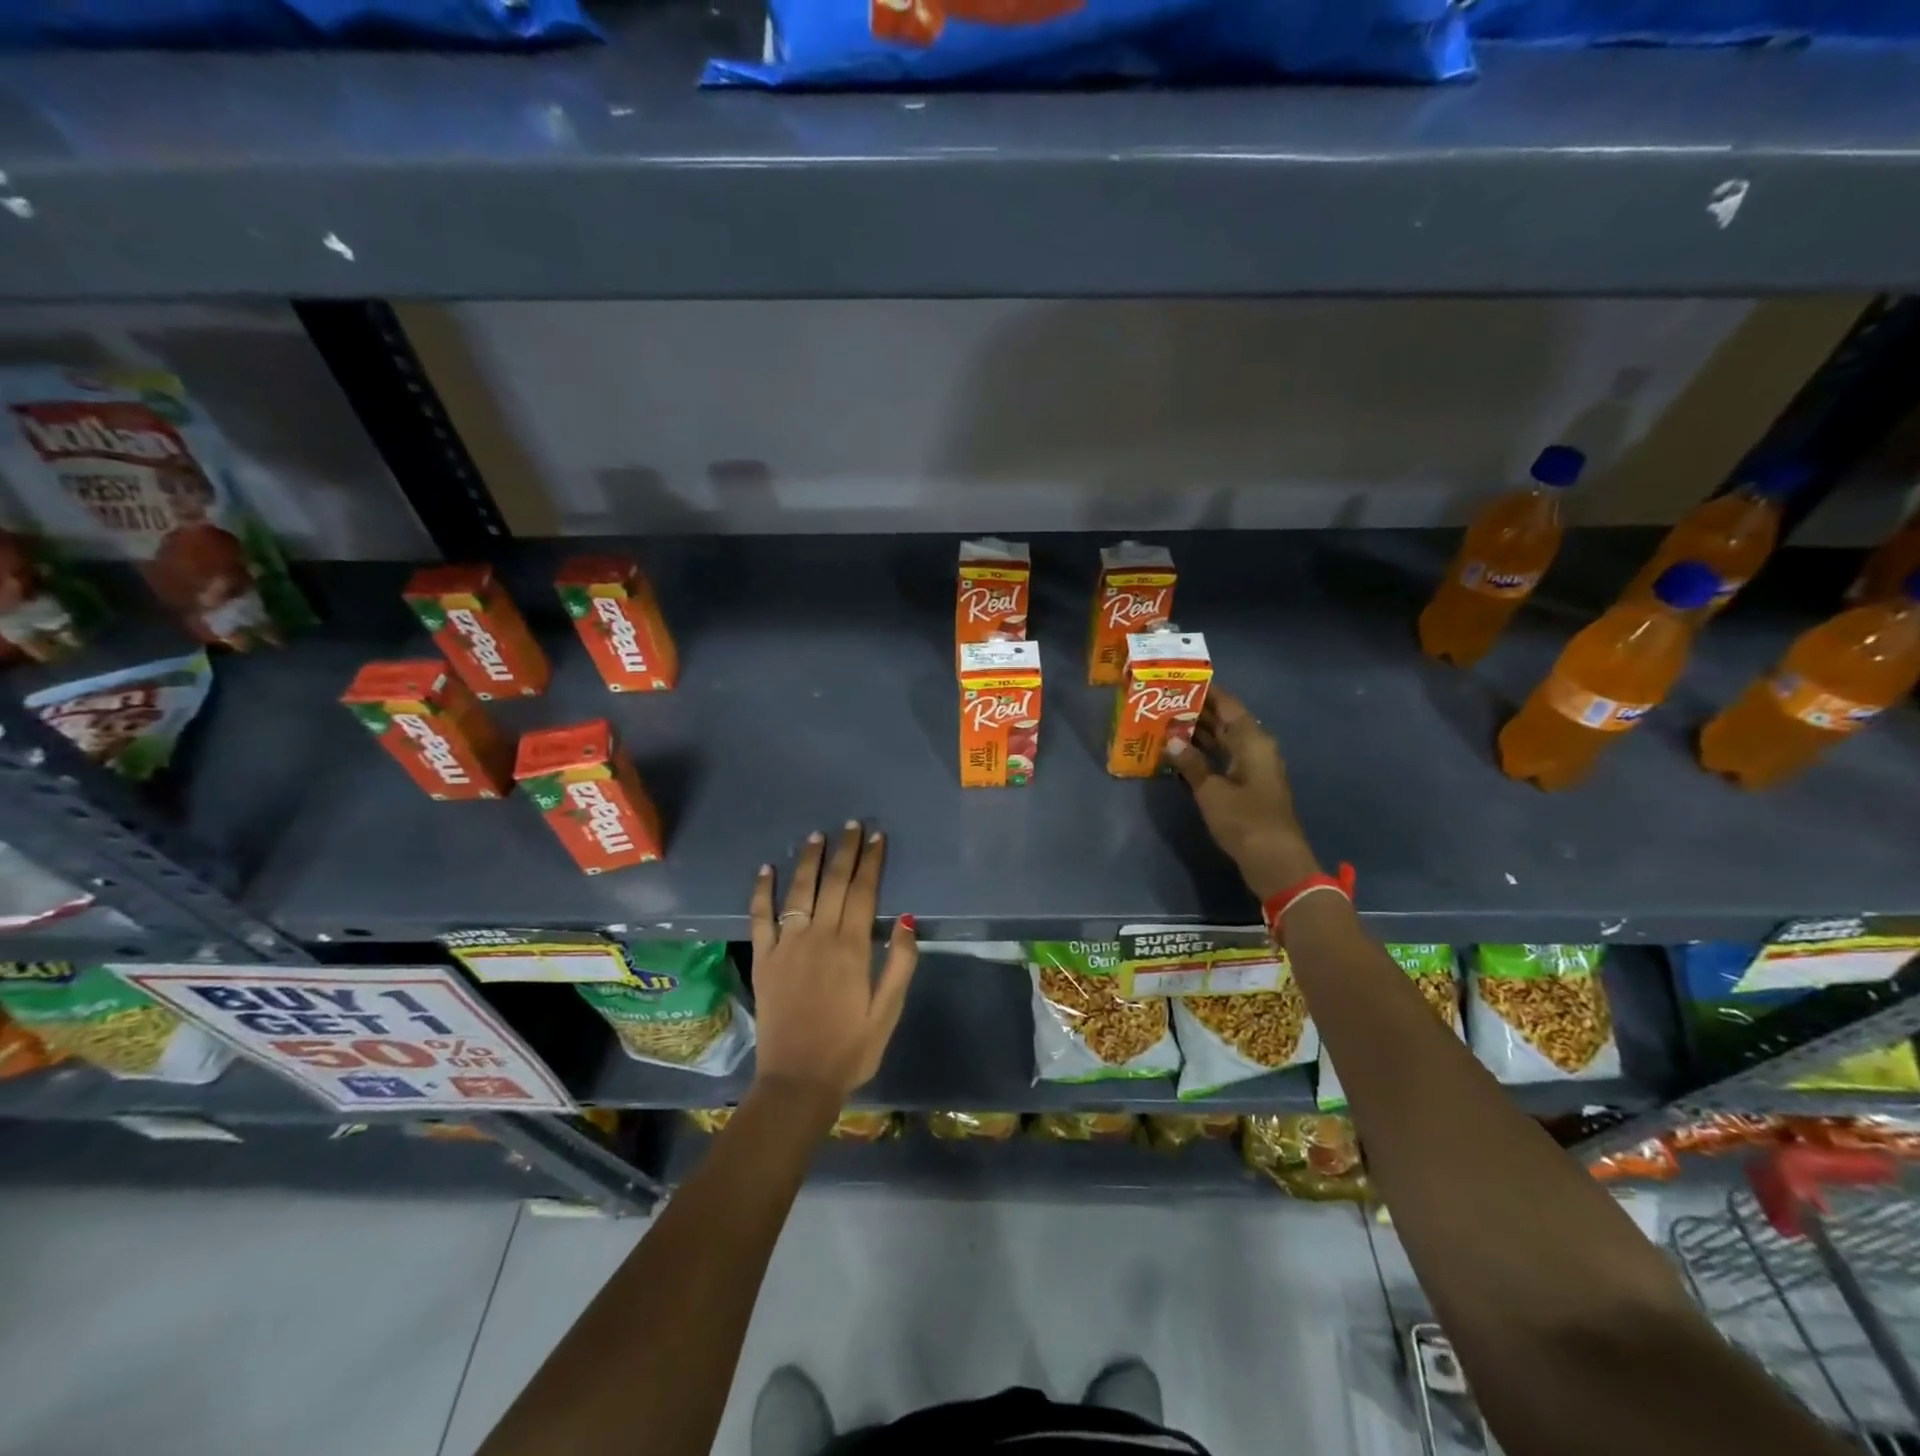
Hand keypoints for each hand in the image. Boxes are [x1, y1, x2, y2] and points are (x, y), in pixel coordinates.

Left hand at [749, 822, 917, 1101]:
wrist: (797, 1082)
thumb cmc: (850, 1049)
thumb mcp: (888, 1012)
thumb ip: (900, 963)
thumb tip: (907, 919)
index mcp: (851, 948)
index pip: (864, 892)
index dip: (871, 862)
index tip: (877, 837)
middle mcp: (818, 937)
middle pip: (834, 883)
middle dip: (845, 851)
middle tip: (852, 825)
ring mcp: (786, 945)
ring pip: (799, 892)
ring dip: (808, 861)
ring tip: (817, 836)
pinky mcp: (763, 959)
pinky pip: (760, 917)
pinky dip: (762, 891)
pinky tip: (765, 869)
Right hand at [1166, 687, 1320, 901]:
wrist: (1275, 861)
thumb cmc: (1245, 820)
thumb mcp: (1211, 791)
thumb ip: (1190, 763)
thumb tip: (1171, 740)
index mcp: (1253, 740)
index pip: (1228, 705)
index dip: (1207, 691)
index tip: (1181, 680)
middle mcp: (1256, 748)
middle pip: (1225, 722)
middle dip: (1197, 712)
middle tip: (1164, 702)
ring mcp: (1254, 769)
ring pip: (1223, 742)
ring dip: (1199, 735)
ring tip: (1166, 725)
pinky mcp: (1248, 788)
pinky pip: (1223, 760)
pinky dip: (1204, 756)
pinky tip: (1180, 756)